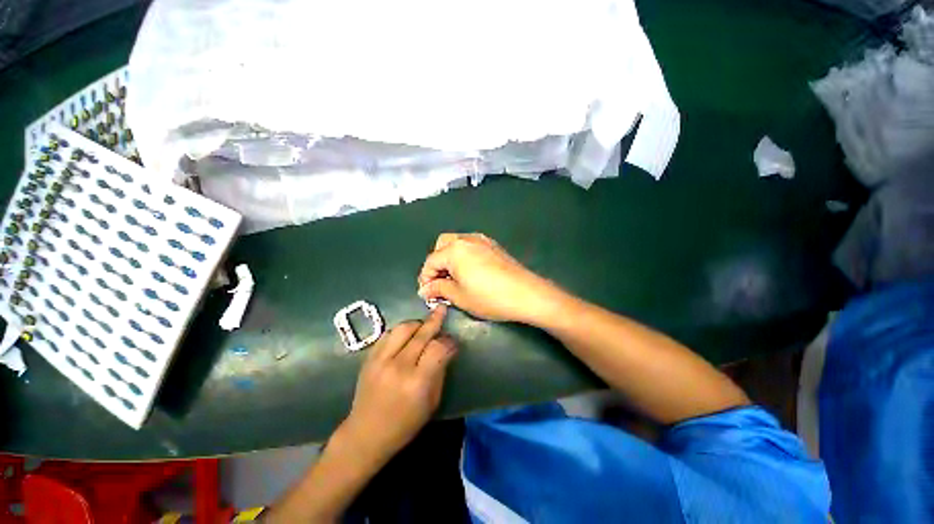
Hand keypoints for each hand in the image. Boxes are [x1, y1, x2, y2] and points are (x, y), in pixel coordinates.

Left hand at [340, 306, 456, 462]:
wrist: (365, 434)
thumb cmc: (405, 424)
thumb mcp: (431, 402)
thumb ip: (440, 371)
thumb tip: (447, 348)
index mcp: (417, 382)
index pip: (438, 348)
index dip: (449, 341)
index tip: (453, 341)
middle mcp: (399, 366)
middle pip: (422, 333)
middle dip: (435, 320)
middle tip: (443, 310)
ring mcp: (381, 360)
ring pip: (403, 328)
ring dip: (417, 323)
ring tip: (425, 324)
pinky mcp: (369, 358)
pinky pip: (388, 334)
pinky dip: (401, 330)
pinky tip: (407, 333)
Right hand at [417, 233, 560, 323]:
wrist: (526, 294)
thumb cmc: (489, 297)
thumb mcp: (459, 296)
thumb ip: (438, 289)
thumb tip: (425, 289)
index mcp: (454, 250)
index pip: (430, 261)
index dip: (425, 278)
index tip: (426, 294)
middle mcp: (466, 239)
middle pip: (442, 246)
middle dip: (437, 264)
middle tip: (440, 282)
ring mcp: (482, 240)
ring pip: (456, 243)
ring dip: (450, 258)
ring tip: (454, 278)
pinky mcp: (493, 245)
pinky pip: (470, 245)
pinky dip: (463, 256)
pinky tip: (469, 272)